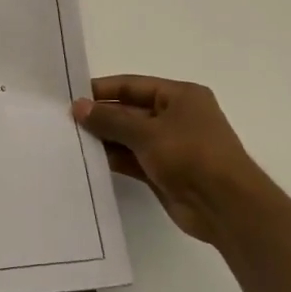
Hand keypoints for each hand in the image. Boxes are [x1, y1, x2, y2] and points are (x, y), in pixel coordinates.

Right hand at [72, 75, 275, 246]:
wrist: (225, 206)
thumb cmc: (190, 155)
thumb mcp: (147, 132)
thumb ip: (110, 119)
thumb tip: (78, 107)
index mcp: (180, 96)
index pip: (133, 85)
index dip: (103, 90)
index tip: (71, 96)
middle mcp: (176, 117)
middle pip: (130, 111)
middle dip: (101, 116)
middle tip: (65, 121)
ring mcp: (171, 146)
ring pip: (129, 137)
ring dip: (104, 139)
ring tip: (70, 140)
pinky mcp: (164, 171)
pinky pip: (132, 159)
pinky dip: (114, 158)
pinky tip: (88, 160)